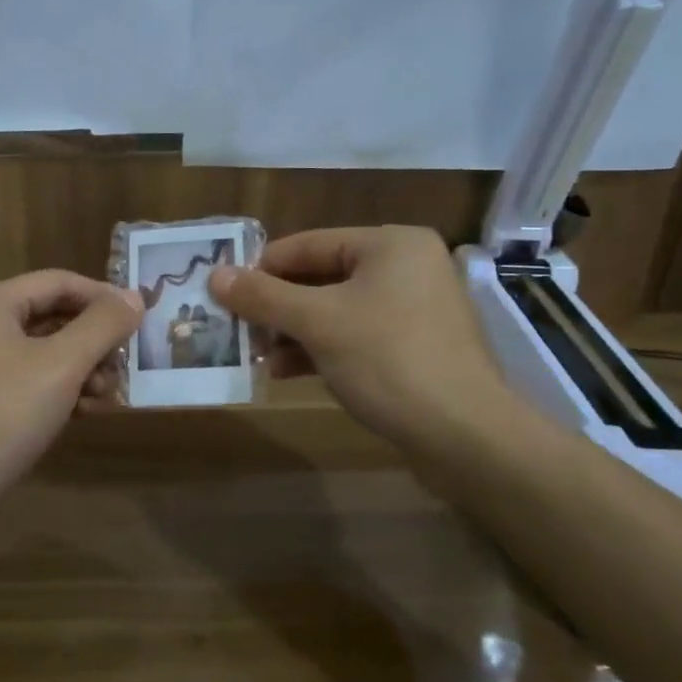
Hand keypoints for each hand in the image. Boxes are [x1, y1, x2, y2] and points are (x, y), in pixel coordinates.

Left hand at [0, 270, 142, 506]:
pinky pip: (26, 376)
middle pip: (50, 315)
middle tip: (123, 367)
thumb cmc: (4, 413)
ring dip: (80, 368)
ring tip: (105, 397)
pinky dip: (57, 388)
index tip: (139, 320)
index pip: (58, 282)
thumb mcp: (62, 365)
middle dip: (92, 341)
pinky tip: (82, 412)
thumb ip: (103, 326)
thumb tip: (136, 296)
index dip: (103, 297)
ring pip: (41, 349)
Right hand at [209, 226, 518, 448]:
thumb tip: (215, 276)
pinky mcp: (413, 348)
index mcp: (390, 245)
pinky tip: (286, 373)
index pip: (308, 244)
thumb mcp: (317, 323)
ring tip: (255, 355)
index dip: (261, 268)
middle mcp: (405, 267)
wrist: (465, 436)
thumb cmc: (389, 360)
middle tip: (235, 328)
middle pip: (320, 278)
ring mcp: (412, 310)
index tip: (223, 293)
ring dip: (292, 332)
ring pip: (334, 311)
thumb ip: (263, 296)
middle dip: (276, 307)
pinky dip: (319, 350)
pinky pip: (354, 337)